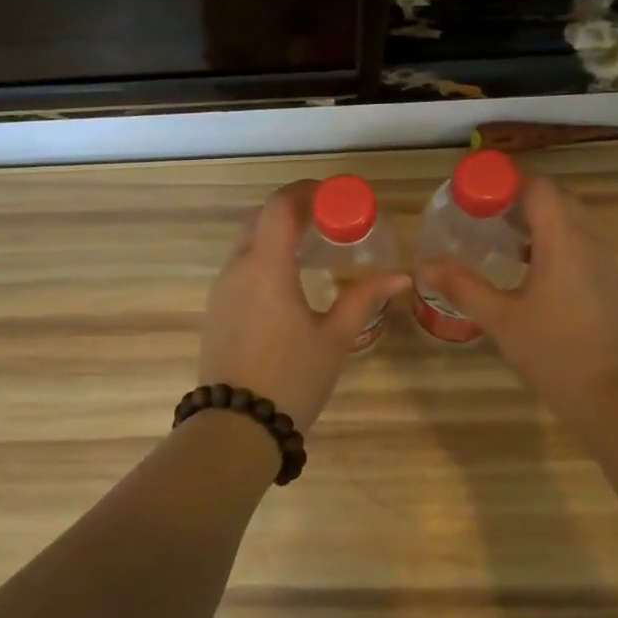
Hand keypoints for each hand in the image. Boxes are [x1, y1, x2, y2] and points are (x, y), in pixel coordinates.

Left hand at [200, 181, 408, 432]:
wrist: (235, 427)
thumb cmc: (291, 378)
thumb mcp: (335, 338)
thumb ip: (365, 299)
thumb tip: (401, 276)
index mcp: (267, 266)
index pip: (281, 205)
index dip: (308, 191)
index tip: (336, 196)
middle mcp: (237, 268)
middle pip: (262, 218)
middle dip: (295, 209)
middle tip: (330, 219)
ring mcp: (221, 289)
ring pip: (248, 242)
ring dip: (278, 233)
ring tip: (313, 246)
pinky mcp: (215, 309)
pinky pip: (240, 267)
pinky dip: (264, 257)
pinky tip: (288, 280)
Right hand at [416, 172, 617, 418]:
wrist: (610, 394)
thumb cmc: (554, 351)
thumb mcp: (500, 318)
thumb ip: (463, 286)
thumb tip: (424, 265)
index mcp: (563, 240)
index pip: (538, 186)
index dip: (505, 181)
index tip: (474, 191)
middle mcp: (588, 240)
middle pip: (554, 197)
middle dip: (518, 197)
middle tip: (480, 211)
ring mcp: (601, 260)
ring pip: (569, 218)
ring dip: (536, 217)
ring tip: (498, 234)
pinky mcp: (606, 279)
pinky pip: (577, 240)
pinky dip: (551, 237)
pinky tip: (525, 264)